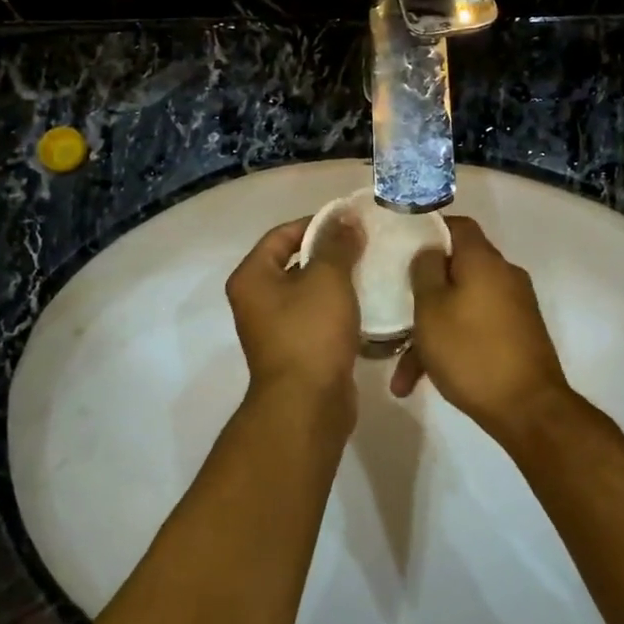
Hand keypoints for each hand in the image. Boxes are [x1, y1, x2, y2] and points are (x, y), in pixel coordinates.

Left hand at [226, 216, 364, 434]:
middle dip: (329, 253)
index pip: (282, 235)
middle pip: (294, 263)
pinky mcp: (296, 350)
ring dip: (336, 281)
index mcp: (252, 277)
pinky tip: (367, 303)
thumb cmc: (310, 332)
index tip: (349, 222)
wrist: (307, 404)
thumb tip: (346, 218)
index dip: (316, 223)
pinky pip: (317, 318)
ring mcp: (275, 328)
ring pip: (308, 292)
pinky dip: (338, 309)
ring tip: (371, 269)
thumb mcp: (327, 279)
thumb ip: (338, 245)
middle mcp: (256, 301)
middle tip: (364, 244)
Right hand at [390, 217, 577, 443]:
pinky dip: (451, 345)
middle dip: (423, 291)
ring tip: (400, 369)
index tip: (400, 245)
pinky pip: (475, 328)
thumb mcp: (431, 308)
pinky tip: (421, 380)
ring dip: (430, 330)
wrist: (528, 409)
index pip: (457, 225)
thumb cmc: (470, 351)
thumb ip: (424, 271)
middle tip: (395, 308)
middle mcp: (503, 276)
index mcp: (484, 260)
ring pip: (461, 305)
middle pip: (457, 268)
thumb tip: (430, 252)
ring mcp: (513, 307)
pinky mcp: (516, 335)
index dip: (429, 229)